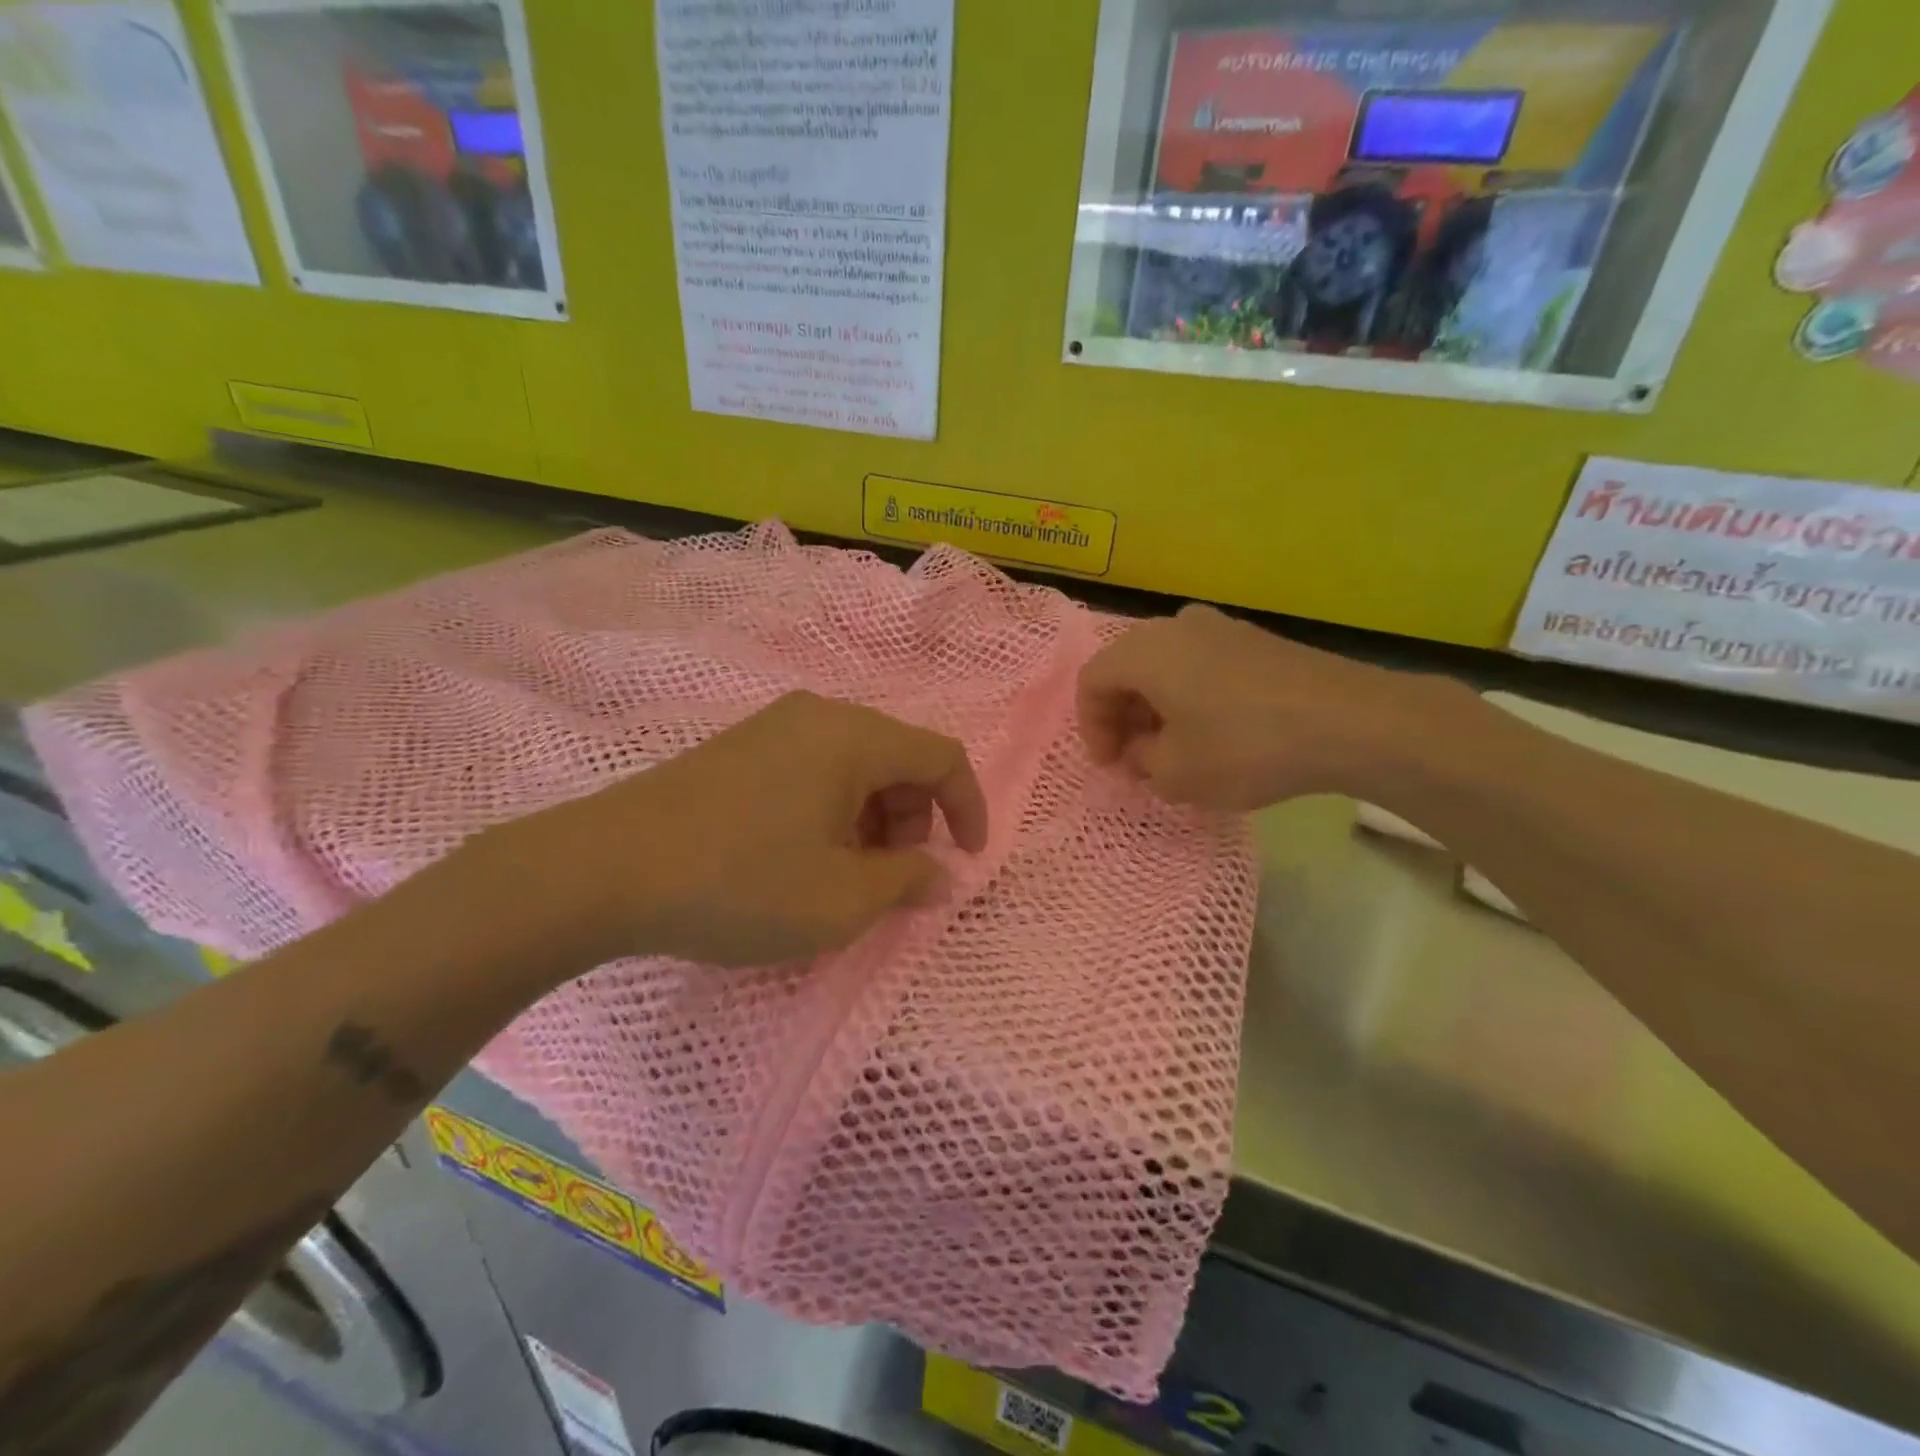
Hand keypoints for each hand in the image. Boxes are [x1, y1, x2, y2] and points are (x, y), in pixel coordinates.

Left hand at [486, 691, 988, 970]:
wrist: (604, 870)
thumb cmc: (741, 882)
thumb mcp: (841, 899)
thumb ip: (907, 883)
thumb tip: (941, 876)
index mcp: (854, 736)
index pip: (942, 757)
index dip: (968, 809)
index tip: (967, 862)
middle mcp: (819, 716)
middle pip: (899, 758)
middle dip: (916, 819)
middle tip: (895, 878)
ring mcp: (773, 727)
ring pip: (855, 766)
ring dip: (874, 819)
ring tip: (847, 877)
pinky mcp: (739, 749)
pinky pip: (813, 770)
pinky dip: (834, 812)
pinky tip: (803, 858)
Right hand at [1076, 605, 1462, 810]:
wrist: (1350, 721)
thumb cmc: (1244, 746)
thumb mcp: (1176, 773)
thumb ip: (1142, 761)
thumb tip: (1143, 749)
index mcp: (1145, 651)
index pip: (1092, 681)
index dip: (1091, 727)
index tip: (1110, 765)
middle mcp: (1177, 626)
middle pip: (1128, 668)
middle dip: (1123, 716)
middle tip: (1135, 757)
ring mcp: (1222, 627)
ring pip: (1167, 666)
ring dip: (1157, 707)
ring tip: (1173, 749)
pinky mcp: (1257, 641)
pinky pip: (1202, 665)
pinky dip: (1191, 697)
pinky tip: (1214, 732)